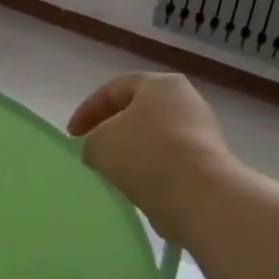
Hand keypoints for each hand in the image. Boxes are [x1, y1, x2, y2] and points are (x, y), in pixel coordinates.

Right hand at [68, 74, 231, 242]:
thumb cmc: (144, 154)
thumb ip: (92, 140)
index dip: (87, 110)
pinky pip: (168, 160)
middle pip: (138, 111)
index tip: (71, 135)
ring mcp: (200, 131)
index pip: (114, 89)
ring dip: (130, 152)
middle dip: (111, 129)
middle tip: (91, 149)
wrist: (197, 194)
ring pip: (153, 137)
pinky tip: (135, 186)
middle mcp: (185, 101)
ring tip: (111, 172)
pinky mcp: (207, 162)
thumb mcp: (99, 142)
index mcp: (160, 84)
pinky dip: (149, 170)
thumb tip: (102, 150)